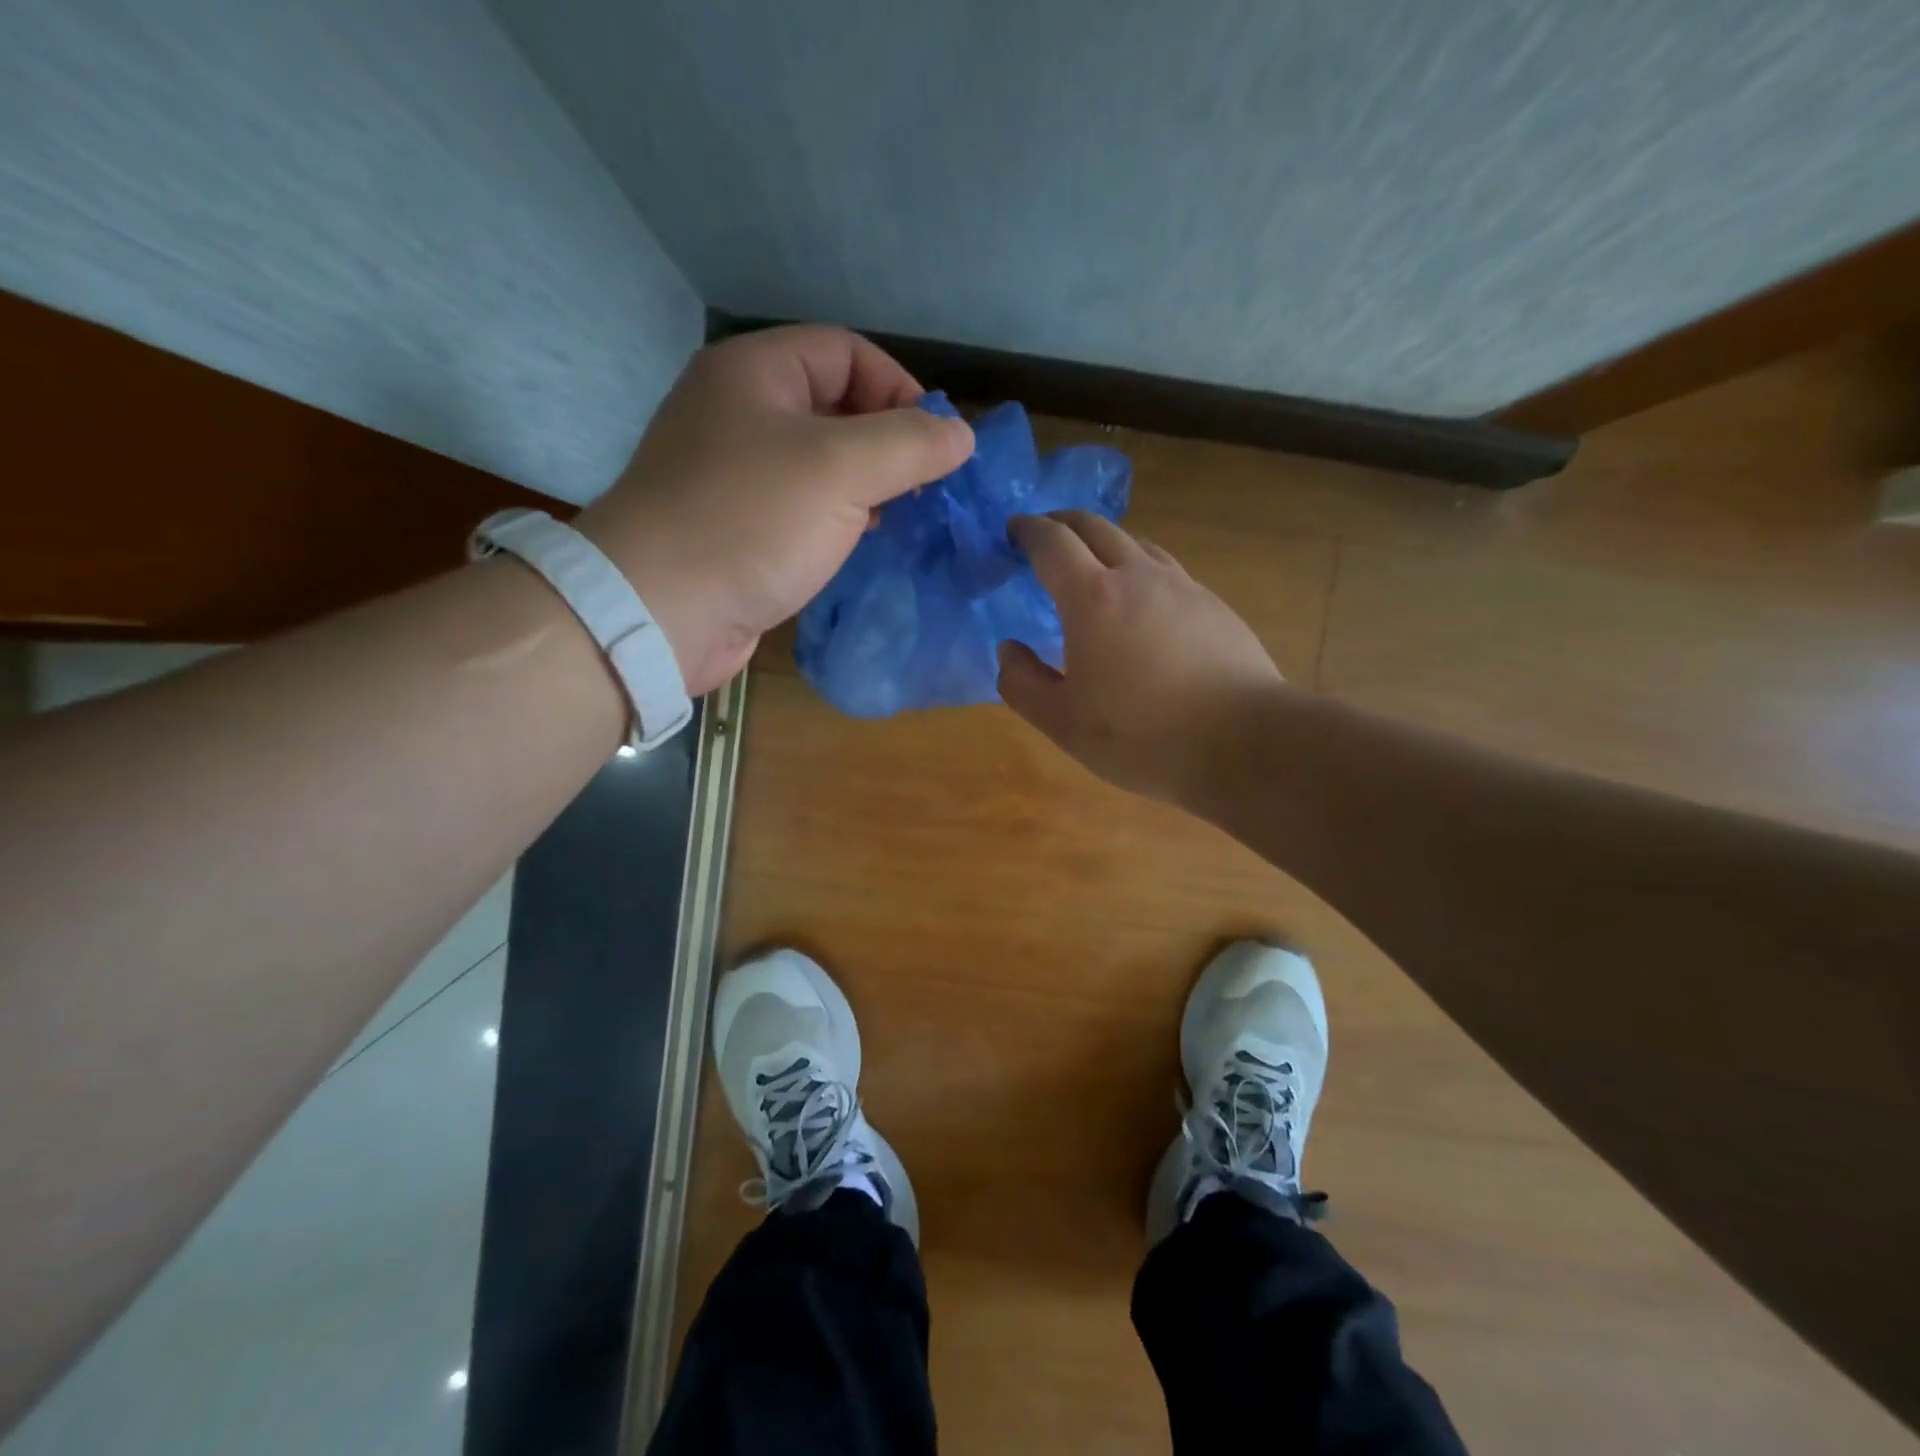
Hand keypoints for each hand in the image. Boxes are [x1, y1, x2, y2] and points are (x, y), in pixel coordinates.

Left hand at [576, 325, 974, 694]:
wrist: (660, 611)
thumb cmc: (751, 522)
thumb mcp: (841, 470)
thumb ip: (910, 444)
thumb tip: (961, 434)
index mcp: (755, 372)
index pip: (846, 351)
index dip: (900, 388)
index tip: (937, 444)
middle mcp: (740, 412)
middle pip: (835, 406)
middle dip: (888, 442)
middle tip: (925, 486)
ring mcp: (734, 473)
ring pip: (821, 462)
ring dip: (868, 484)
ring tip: (903, 516)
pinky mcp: (737, 526)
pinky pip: (801, 506)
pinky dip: (838, 517)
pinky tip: (862, 542)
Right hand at [997, 512, 1288, 805]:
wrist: (1243, 742)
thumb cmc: (1140, 734)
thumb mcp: (1062, 722)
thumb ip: (1022, 683)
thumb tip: (1009, 649)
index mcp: (1092, 597)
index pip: (1053, 543)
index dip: (1028, 531)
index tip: (1014, 531)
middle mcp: (1138, 576)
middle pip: (1096, 527)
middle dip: (1064, 523)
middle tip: (1046, 535)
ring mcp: (1183, 587)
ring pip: (1137, 544)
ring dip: (1106, 543)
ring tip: (1094, 565)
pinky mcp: (1214, 606)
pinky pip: (1167, 571)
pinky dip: (1141, 569)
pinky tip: (1144, 603)